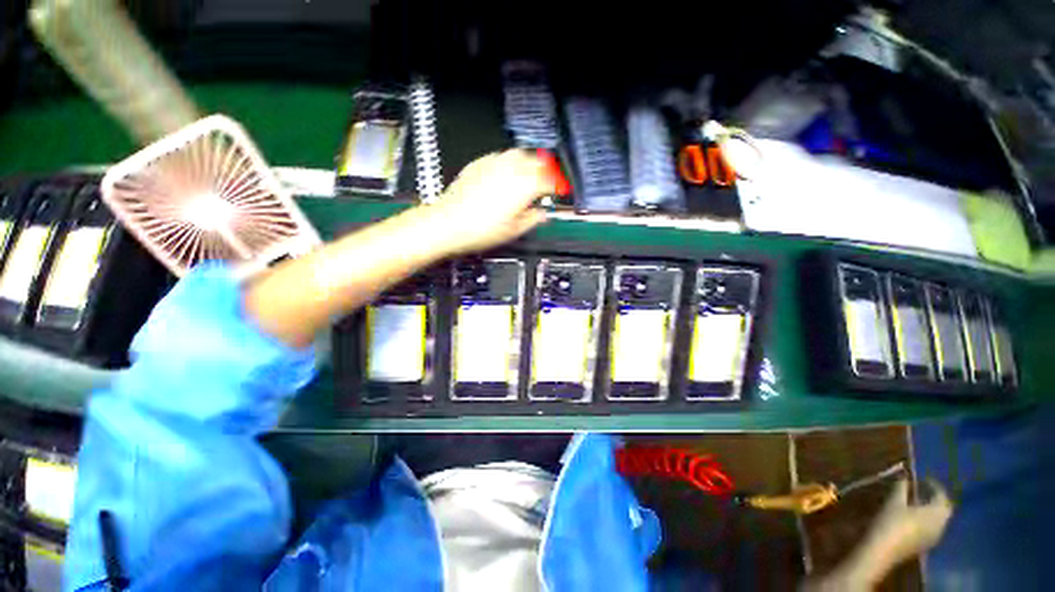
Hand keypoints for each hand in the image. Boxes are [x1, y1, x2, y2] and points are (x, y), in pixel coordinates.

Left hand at [423, 150, 553, 255]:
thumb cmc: (481, 229)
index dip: (557, 186)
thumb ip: (533, 219)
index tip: (558, 191)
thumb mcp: (514, 230)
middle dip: (545, 170)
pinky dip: (509, 162)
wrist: (448, 224)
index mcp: (525, 185)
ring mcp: (494, 163)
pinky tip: (506, 173)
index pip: (549, 180)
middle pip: (537, 161)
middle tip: (547, 181)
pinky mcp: (479, 163)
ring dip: (528, 162)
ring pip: (518, 154)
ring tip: (529, 174)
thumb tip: (541, 214)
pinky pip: (500, 156)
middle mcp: (511, 169)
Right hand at [864, 478, 952, 566]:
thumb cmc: (891, 522)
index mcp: (937, 512)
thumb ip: (901, 487)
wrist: (884, 550)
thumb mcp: (894, 501)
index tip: (921, 478)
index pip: (942, 495)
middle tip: (921, 489)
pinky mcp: (928, 544)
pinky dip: (927, 518)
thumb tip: (904, 474)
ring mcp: (936, 536)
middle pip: (944, 508)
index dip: (933, 485)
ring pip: (939, 519)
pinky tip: (914, 517)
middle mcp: (942, 524)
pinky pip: (933, 527)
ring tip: (915, 501)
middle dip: (935, 497)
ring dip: (931, 508)